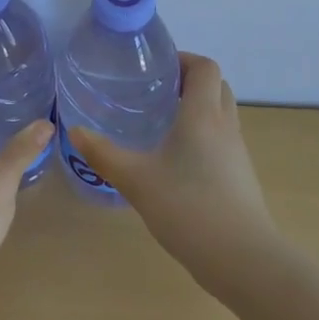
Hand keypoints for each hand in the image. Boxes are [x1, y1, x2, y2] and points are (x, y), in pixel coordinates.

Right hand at [69, 54, 278, 291]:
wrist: (243, 260)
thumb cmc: (188, 208)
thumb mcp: (136, 180)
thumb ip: (103, 154)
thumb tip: (75, 131)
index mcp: (203, 115)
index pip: (204, 67)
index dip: (183, 59)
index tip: (155, 68)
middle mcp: (225, 126)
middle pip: (216, 86)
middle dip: (188, 81)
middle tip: (155, 91)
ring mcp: (237, 153)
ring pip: (221, 113)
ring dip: (197, 108)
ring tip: (161, 122)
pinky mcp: (240, 177)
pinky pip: (222, 140)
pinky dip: (202, 135)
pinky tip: (175, 160)